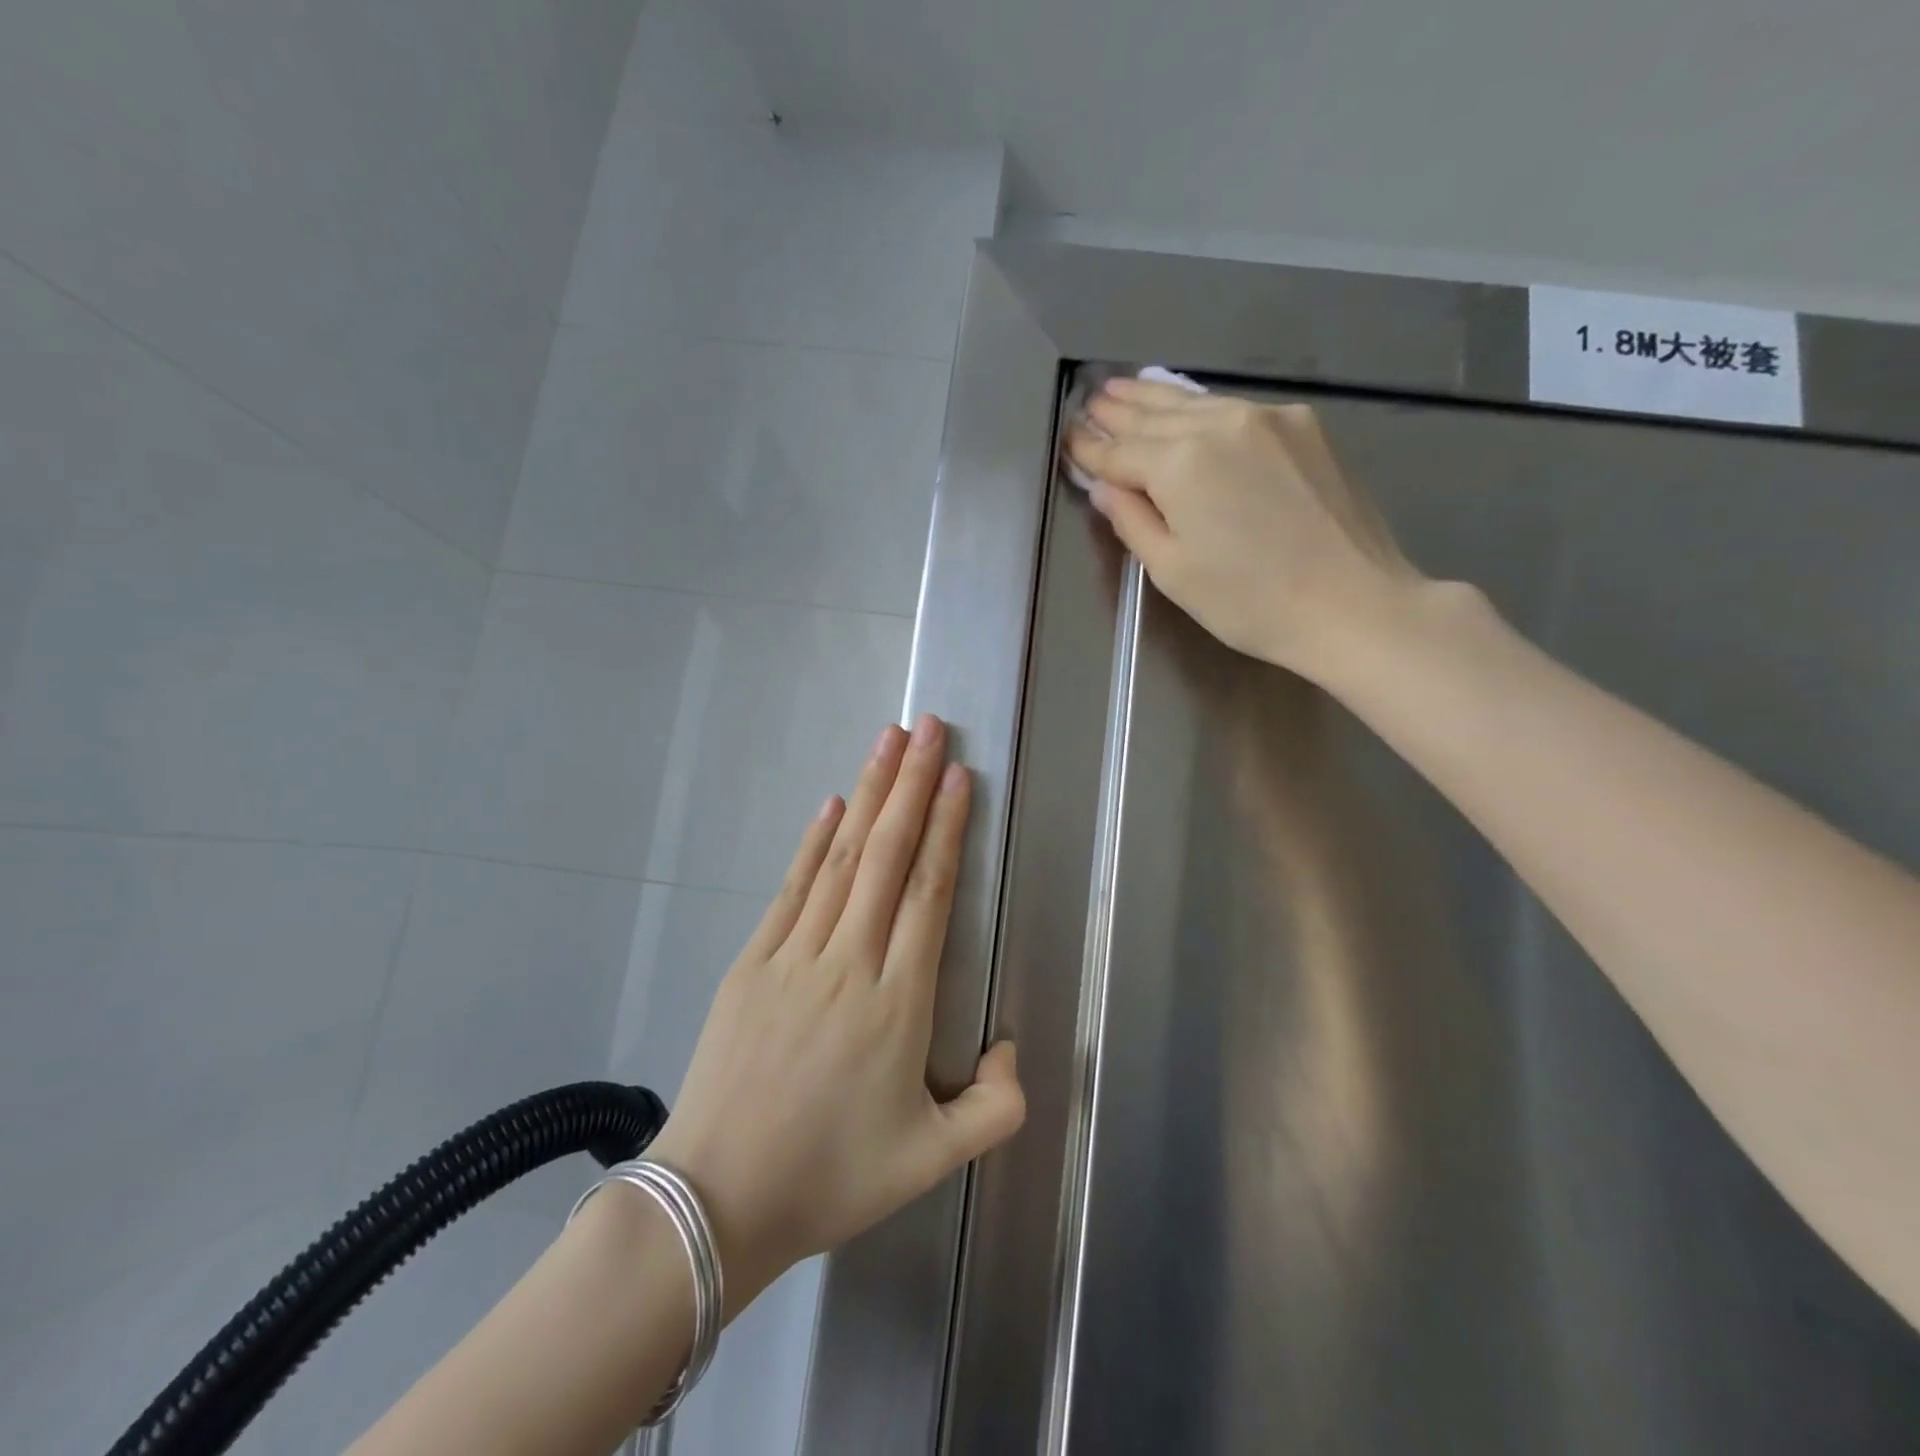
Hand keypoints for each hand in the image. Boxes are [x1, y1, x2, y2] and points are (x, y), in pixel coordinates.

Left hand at [645, 716, 1024, 1313]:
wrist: (718, 1201)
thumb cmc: (832, 1176)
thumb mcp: (934, 1161)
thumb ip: (996, 1108)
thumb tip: (1011, 1048)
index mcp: (898, 1001)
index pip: (928, 892)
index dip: (945, 827)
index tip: (957, 775)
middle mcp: (849, 961)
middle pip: (887, 855)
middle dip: (911, 784)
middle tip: (928, 727)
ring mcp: (794, 955)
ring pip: (842, 857)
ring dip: (868, 793)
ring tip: (887, 741)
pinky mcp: (752, 962)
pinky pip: (792, 888)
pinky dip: (815, 841)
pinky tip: (832, 804)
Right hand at [1067, 378, 1423, 680]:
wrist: (1352, 604)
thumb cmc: (1248, 602)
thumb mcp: (1172, 572)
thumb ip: (1132, 521)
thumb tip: (1106, 486)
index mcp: (1180, 464)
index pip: (1119, 453)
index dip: (1090, 450)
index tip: (1068, 439)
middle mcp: (1220, 424)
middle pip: (1155, 417)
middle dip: (1118, 411)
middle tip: (1090, 399)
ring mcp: (1266, 418)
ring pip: (1195, 402)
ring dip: (1155, 397)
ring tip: (1124, 387)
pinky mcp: (1303, 426)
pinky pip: (1234, 408)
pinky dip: (1200, 405)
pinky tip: (1186, 405)